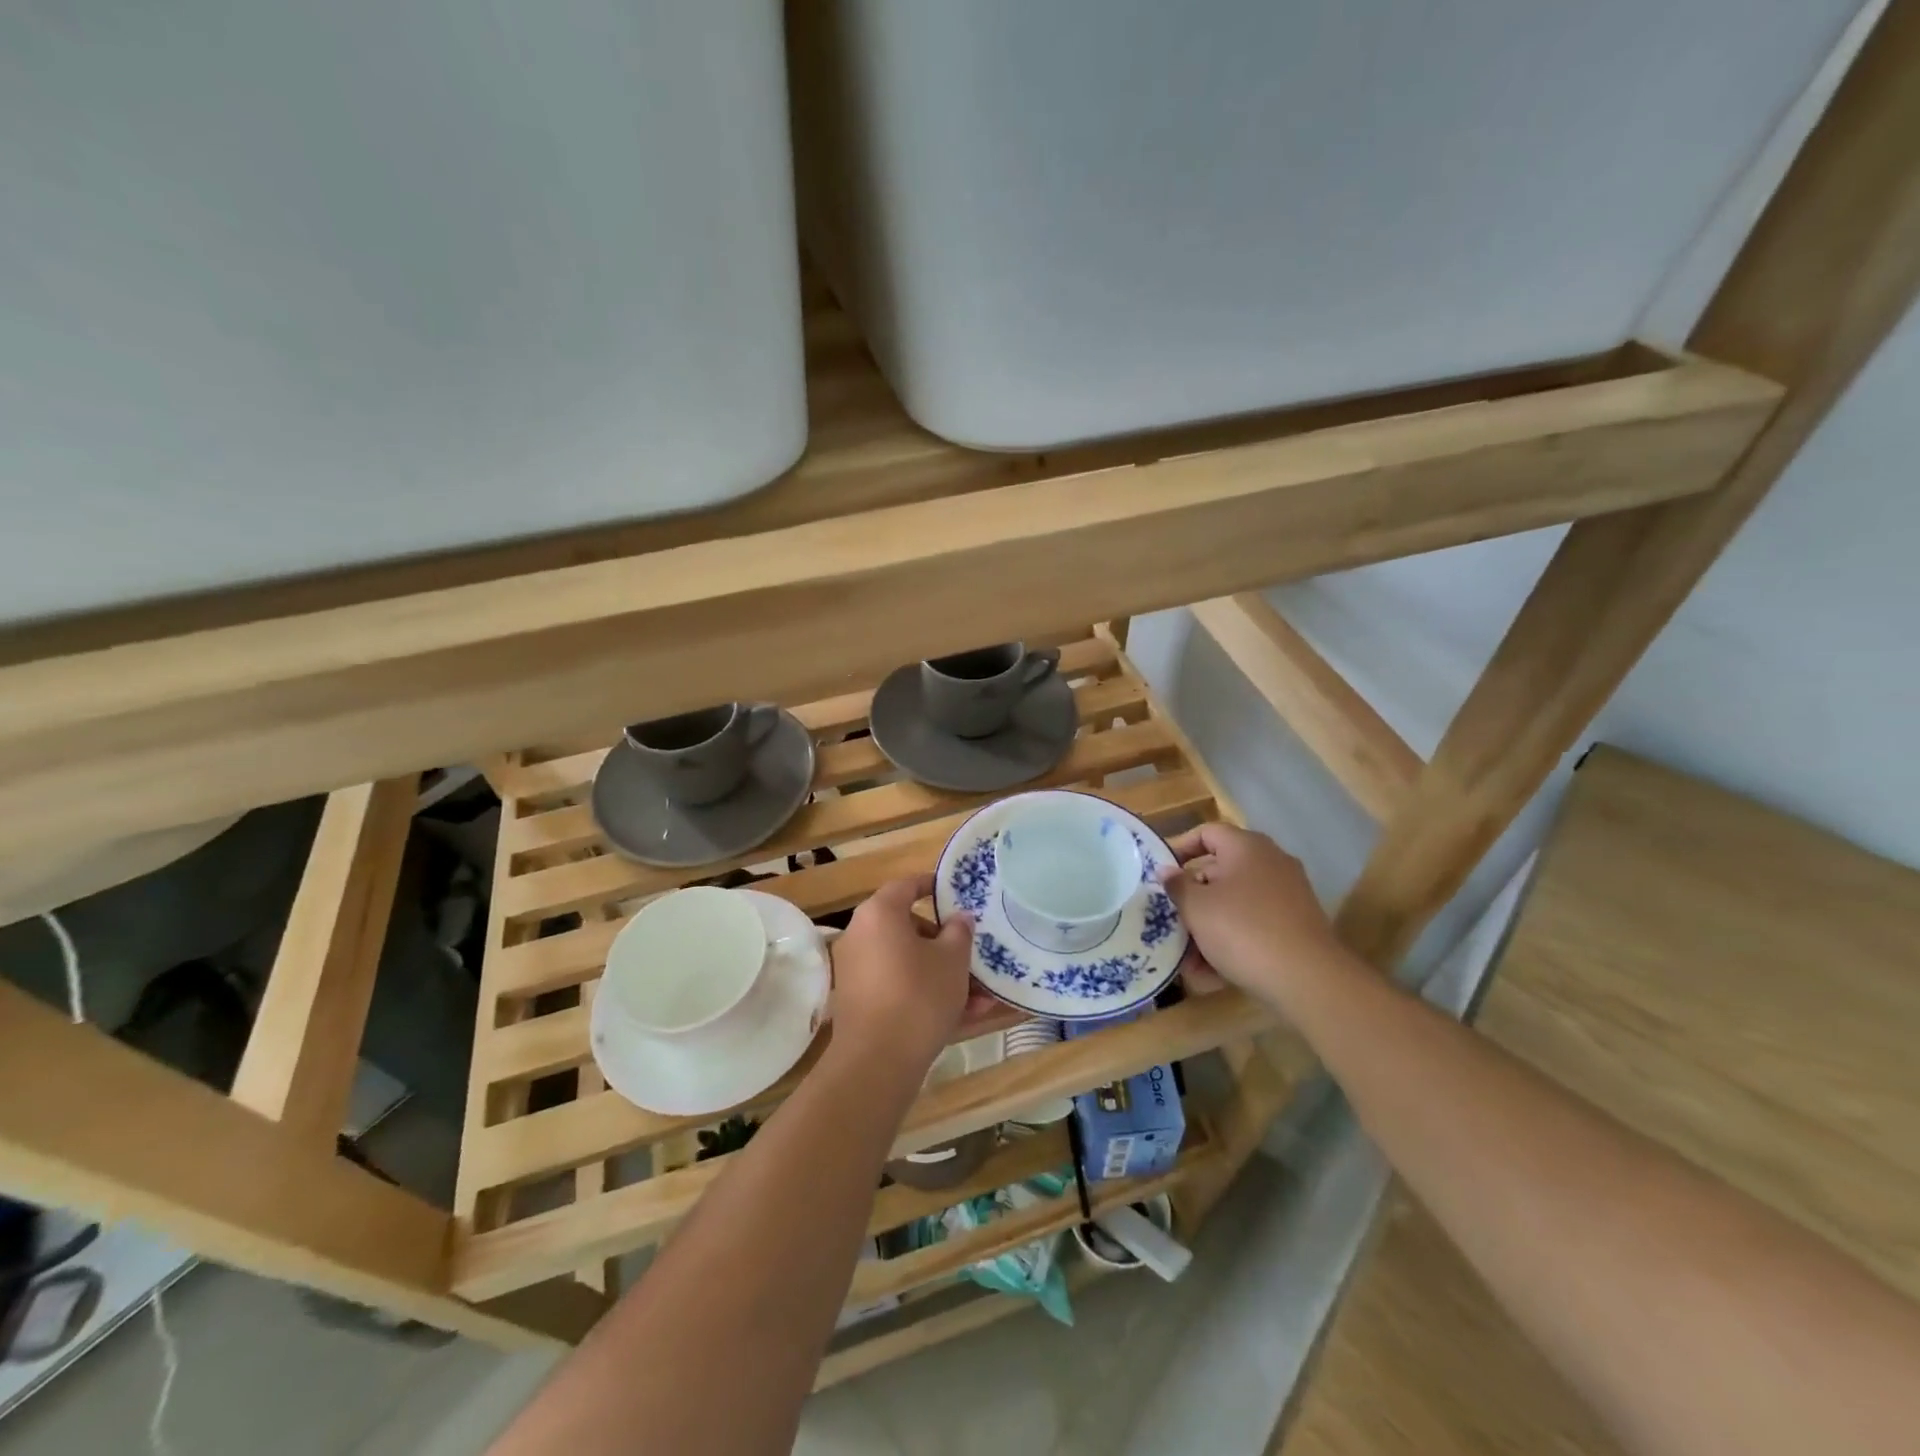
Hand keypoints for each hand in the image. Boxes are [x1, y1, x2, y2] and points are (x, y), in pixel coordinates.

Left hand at [829, 875, 975, 1088]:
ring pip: (907, 962)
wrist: (877, 1062)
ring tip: (980, 997)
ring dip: (942, 974)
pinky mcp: (859, 1001)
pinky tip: (963, 1016)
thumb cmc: (918, 995)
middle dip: (945, 943)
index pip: (907, 885)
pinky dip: (925, 994)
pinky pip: (898, 986)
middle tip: (972, 954)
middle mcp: (861, 935)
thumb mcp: (953, 959)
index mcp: (880, 914)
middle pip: (908, 927)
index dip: (932, 885)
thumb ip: (959, 931)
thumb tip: (959, 918)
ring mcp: (857, 970)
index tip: (955, 892)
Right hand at [1158, 824, 1343, 1004]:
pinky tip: (1212, 974)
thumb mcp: (1197, 908)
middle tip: (1171, 919)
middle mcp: (1271, 863)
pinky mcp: (1296, 926)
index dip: (1180, 848)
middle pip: (1220, 872)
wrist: (1307, 978)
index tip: (1162, 873)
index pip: (1207, 833)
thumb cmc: (1242, 930)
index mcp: (1247, 847)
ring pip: (1236, 904)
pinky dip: (1233, 942)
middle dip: (1193, 899)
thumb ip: (1177, 886)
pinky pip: (1255, 926)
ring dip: (1209, 927)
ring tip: (1187, 959)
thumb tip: (1166, 870)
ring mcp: (1288, 895)